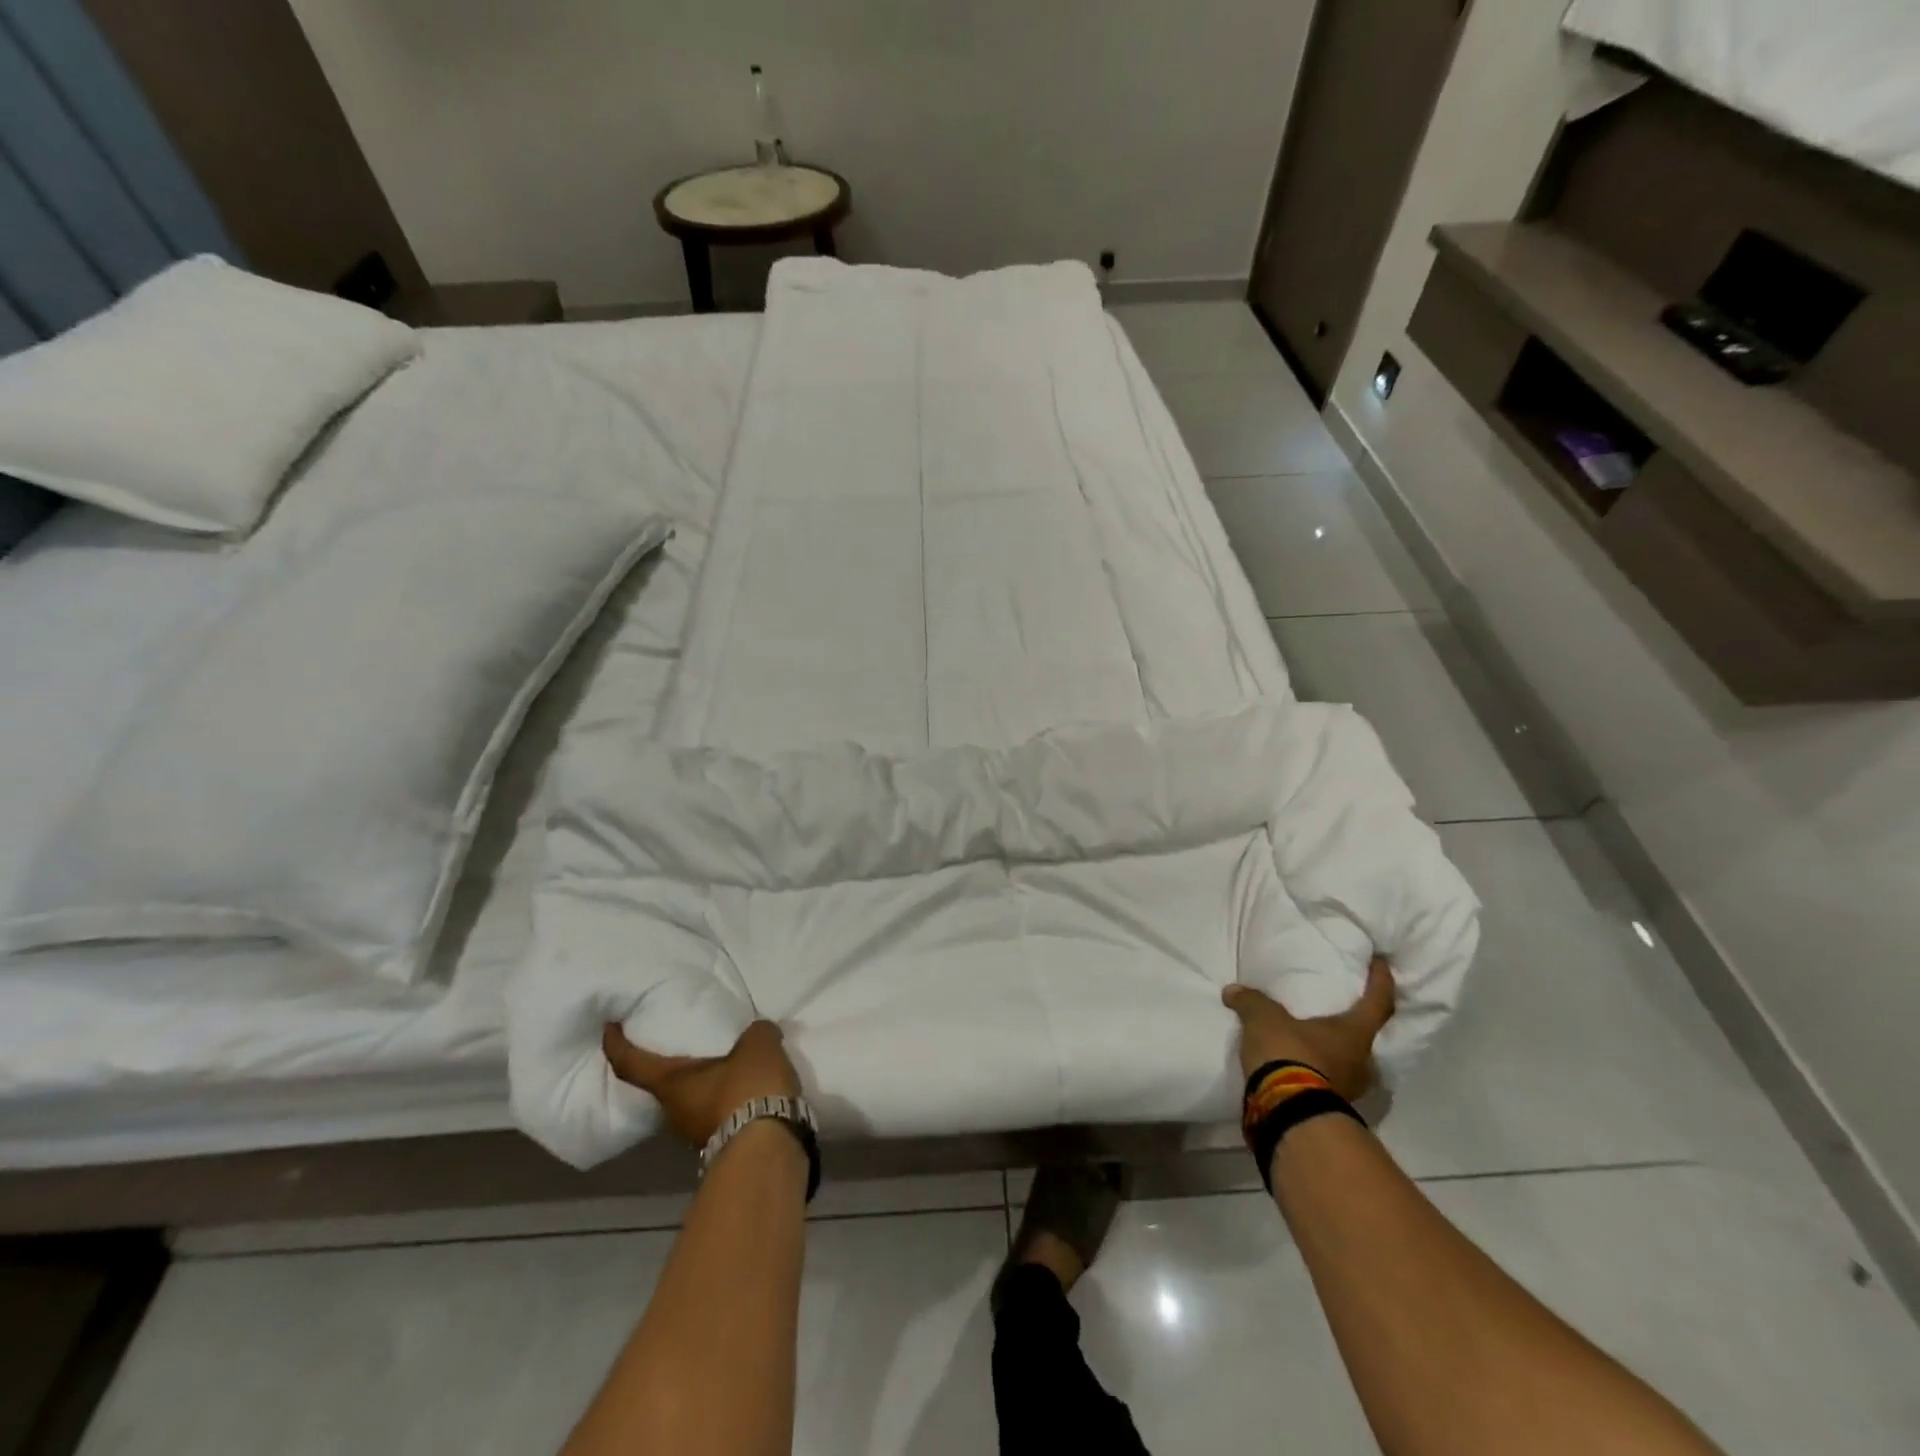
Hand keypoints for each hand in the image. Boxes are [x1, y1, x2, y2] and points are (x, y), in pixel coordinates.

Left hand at [602, 1020, 801, 1148]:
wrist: (766, 1151)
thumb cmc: (747, 1090)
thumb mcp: (757, 1045)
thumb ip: (755, 1032)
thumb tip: (758, 1032)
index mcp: (671, 1084)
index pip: (631, 1064)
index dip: (616, 1044)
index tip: (610, 1028)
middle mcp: (674, 1112)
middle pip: (665, 1085)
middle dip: (676, 1066)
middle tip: (691, 1043)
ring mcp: (696, 1134)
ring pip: (694, 1101)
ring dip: (707, 1084)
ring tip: (731, 1064)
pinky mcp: (723, 1145)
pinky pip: (719, 1113)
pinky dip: (729, 1099)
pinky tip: (751, 1087)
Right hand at [1222, 956, 1395, 1102]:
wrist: (1286, 1113)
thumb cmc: (1289, 1054)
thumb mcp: (1264, 1018)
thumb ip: (1251, 1001)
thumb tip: (1233, 991)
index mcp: (1354, 1034)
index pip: (1378, 1002)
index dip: (1381, 981)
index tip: (1381, 963)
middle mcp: (1361, 1062)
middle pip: (1364, 1036)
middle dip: (1351, 1023)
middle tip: (1335, 1009)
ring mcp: (1348, 1089)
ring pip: (1346, 1062)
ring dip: (1331, 1050)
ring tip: (1310, 1038)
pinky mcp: (1329, 1107)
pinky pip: (1327, 1080)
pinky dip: (1315, 1070)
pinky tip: (1296, 1064)